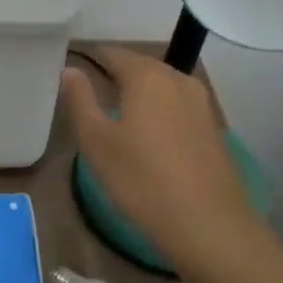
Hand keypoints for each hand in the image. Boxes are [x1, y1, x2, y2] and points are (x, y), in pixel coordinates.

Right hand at [58, 46, 257, 273]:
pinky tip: (149, 139)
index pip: (112, 53)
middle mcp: (177, 79)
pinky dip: (160, 113)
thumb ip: (80, 99)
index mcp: (146, 76)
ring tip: (117, 117)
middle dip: (115, 77)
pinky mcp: (213, 128)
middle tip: (91, 97)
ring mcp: (200, 103)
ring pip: (161, 87)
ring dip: (139, 96)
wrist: (211, 228)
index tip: (72, 75)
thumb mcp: (96, 142)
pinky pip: (178, 107)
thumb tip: (69, 70)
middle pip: (139, 67)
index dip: (90, 60)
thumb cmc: (143, 181)